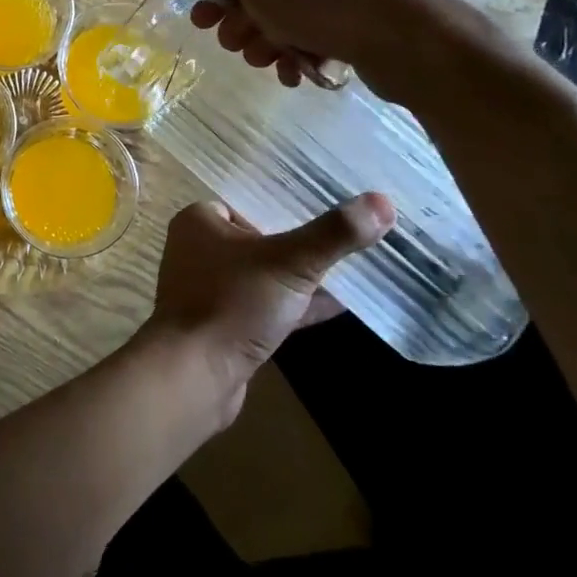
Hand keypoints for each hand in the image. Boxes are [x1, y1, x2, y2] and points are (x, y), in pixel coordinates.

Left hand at [146, 196, 392, 420]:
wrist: (194, 375)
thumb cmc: (233, 303)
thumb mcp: (290, 262)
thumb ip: (334, 234)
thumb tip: (383, 201)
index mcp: (199, 221)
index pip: (250, 201)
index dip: (288, 203)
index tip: (332, 205)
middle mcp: (199, 250)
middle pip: (260, 237)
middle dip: (301, 241)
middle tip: (348, 236)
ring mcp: (210, 290)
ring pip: (265, 274)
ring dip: (301, 275)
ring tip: (352, 265)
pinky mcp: (225, 325)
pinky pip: (266, 306)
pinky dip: (297, 305)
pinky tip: (340, 304)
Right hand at [184, 0, 490, 103]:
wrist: (402, 32)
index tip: (205, 18)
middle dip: (241, 19)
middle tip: (233, 42)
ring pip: (286, 12)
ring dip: (265, 40)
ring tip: (266, 61)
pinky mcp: (362, 14)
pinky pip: (316, 30)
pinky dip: (298, 51)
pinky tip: (294, 71)